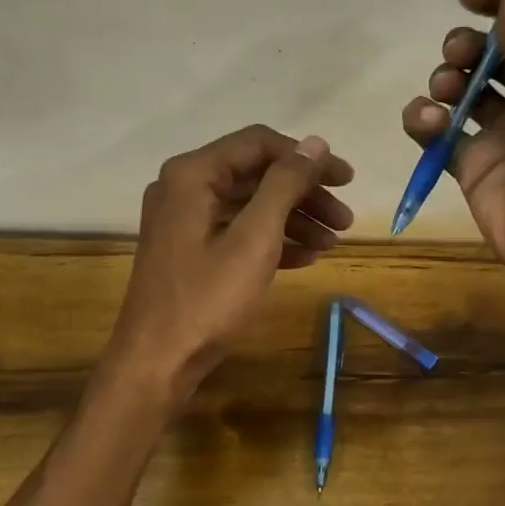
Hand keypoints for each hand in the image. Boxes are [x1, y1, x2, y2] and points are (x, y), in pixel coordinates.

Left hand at [105, 124, 353, 398]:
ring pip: (249, 205)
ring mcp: (183, 220)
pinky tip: (305, 259)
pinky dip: (271, 240)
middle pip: (256, 174)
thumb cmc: (208, 298)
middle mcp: (184, 187)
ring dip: (294, 220)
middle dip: (305, 194)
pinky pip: (236, 231)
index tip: (347, 180)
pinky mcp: (188, 249)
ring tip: (332, 244)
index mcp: (193, 174)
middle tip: (345, 219)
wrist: (157, 362)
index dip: (308, 158)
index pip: (259, 143)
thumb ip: (285, 184)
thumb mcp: (255, 238)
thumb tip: (315, 142)